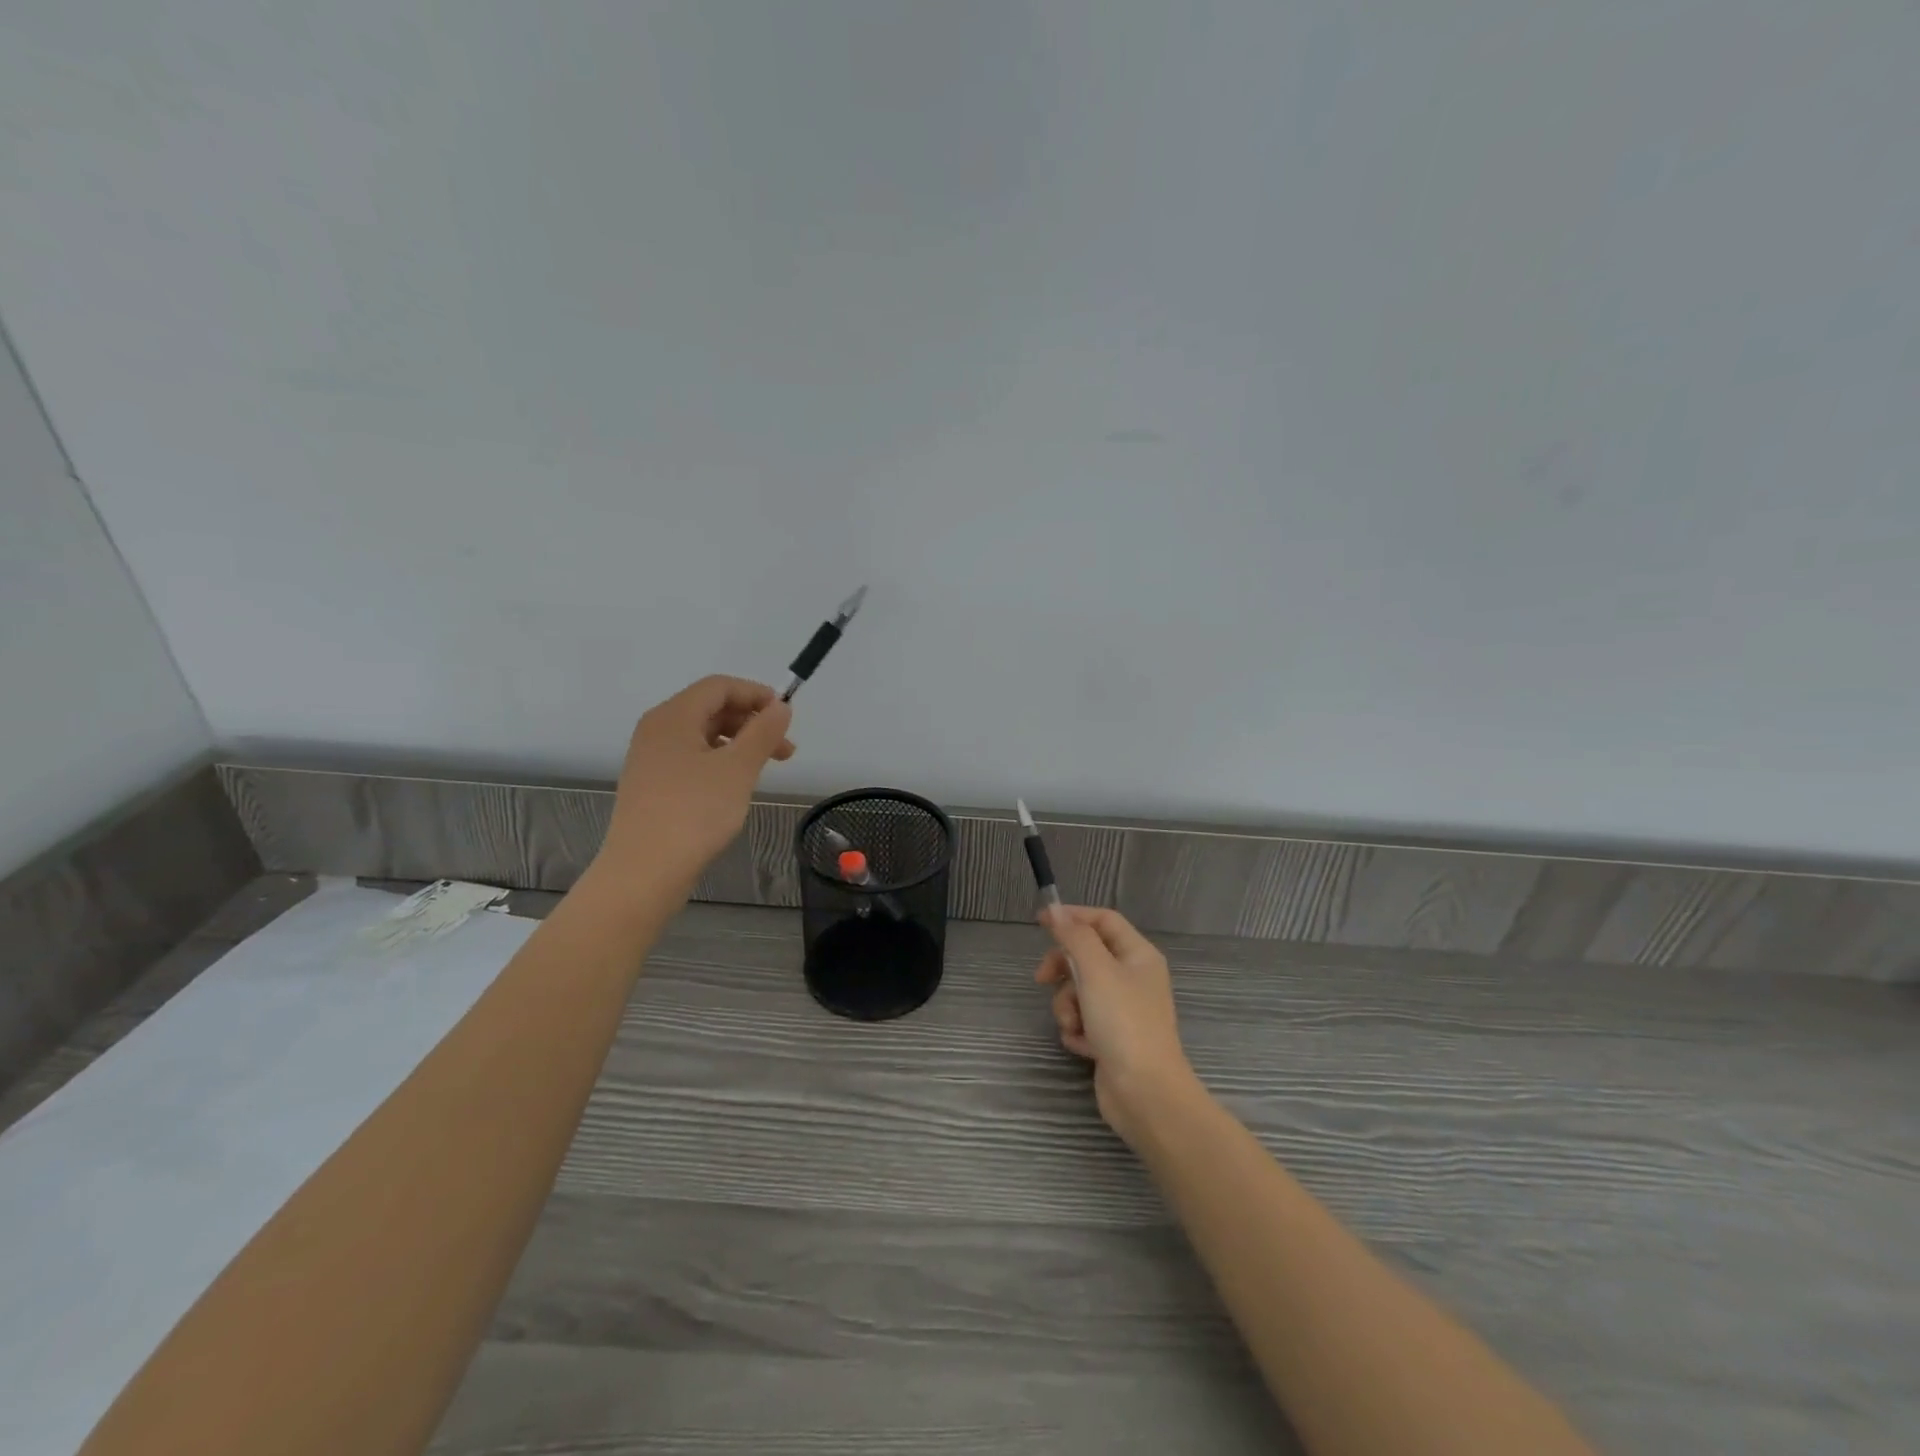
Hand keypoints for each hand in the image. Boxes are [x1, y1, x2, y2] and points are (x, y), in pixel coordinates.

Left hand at [596, 676, 794, 888]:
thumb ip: (762, 732)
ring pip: (702, 736)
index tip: (786, 715)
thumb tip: (780, 707)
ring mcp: (651, 759)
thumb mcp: (737, 769)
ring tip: (765, 769)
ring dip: (739, 744)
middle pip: (710, 709)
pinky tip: (735, 786)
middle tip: (785, 749)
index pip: (718, 686)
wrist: (643, 872)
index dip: (755, 694)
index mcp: (672, 717)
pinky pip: (691, 759)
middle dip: (751, 722)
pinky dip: (720, 762)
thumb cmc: (694, 813)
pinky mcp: (652, 786)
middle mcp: (656, 730)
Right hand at [1036, 906, 1198, 1143]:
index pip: (1103, 920)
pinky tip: (1083, 1045)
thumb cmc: (1124, 1023)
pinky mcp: (1111, 1037)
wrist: (1145, 1093)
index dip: (1073, 916)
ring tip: (1074, 1024)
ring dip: (1067, 1005)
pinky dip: (1077, 1029)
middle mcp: (1133, 978)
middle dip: (1063, 968)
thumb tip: (1057, 911)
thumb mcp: (1096, 971)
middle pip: (1087, 956)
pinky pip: (1083, 1019)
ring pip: (1079, 990)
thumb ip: (1075, 937)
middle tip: (1042, 978)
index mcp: (1138, 955)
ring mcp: (1123, 1010)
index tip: (1041, 921)